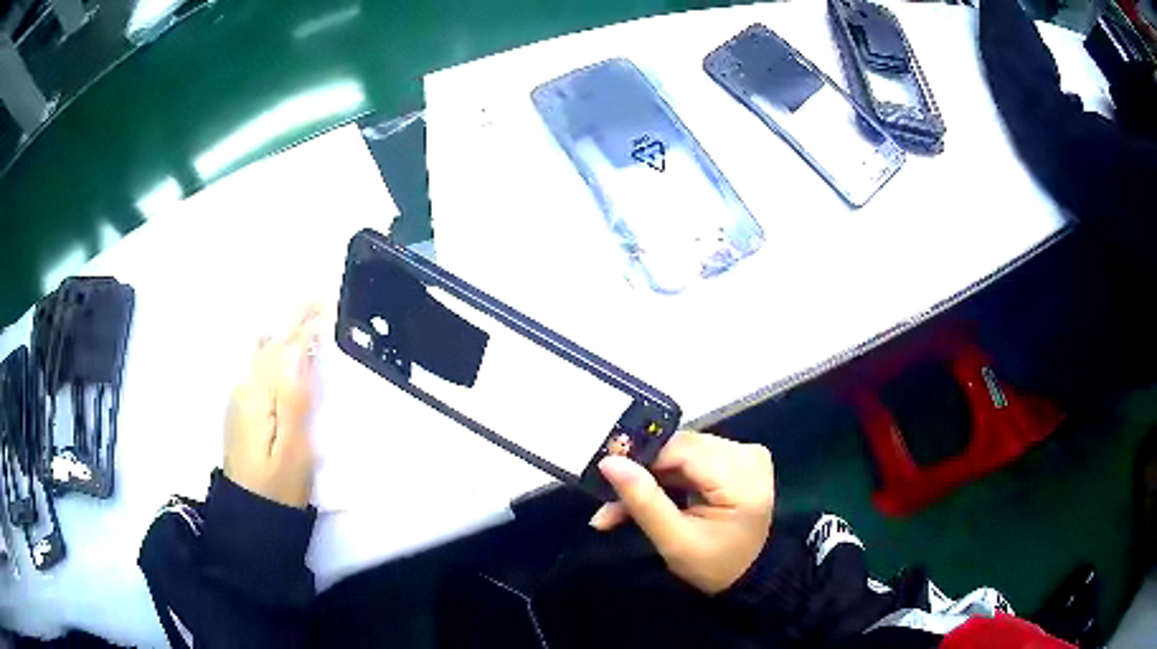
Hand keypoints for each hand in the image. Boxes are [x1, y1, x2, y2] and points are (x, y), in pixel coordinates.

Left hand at [223, 306, 322, 508]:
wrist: (250, 513)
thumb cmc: (278, 486)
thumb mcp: (293, 448)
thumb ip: (294, 398)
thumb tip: (300, 351)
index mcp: (259, 393)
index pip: (287, 348)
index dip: (309, 327)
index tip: (333, 307)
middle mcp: (245, 385)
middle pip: (274, 343)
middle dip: (298, 320)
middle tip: (323, 298)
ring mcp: (241, 395)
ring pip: (263, 351)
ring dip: (285, 330)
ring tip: (307, 313)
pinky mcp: (242, 406)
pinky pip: (257, 363)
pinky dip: (272, 346)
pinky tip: (277, 342)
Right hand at [589, 432, 774, 594]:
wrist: (746, 576)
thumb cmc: (713, 565)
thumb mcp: (675, 541)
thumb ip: (643, 501)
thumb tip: (609, 461)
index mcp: (743, 476)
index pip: (683, 450)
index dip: (642, 458)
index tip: (605, 477)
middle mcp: (748, 455)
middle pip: (681, 449)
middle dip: (642, 473)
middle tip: (607, 502)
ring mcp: (744, 454)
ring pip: (681, 453)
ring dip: (649, 478)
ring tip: (617, 508)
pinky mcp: (737, 459)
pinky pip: (691, 459)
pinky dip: (666, 479)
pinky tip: (645, 499)